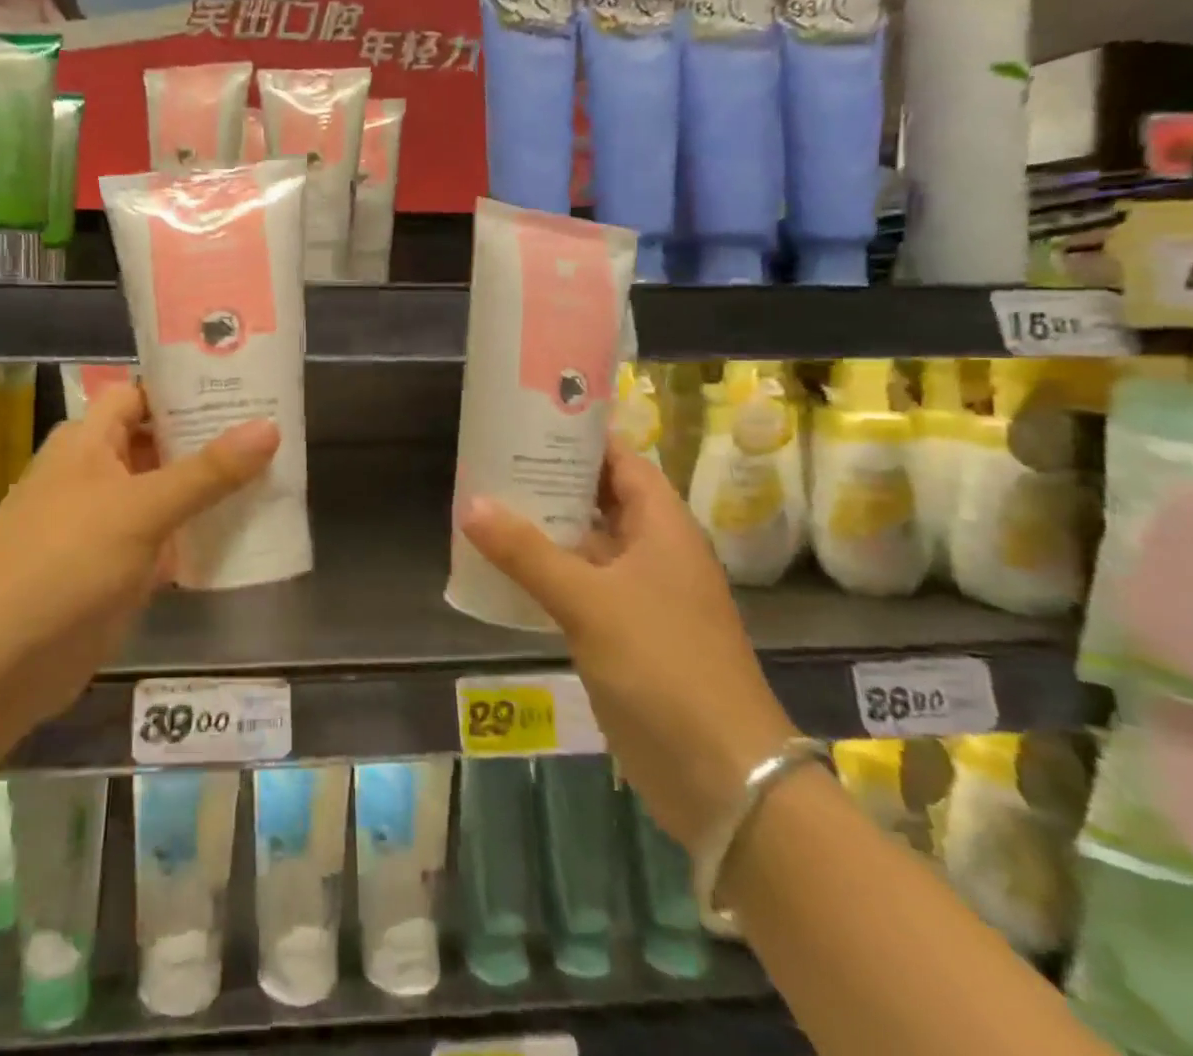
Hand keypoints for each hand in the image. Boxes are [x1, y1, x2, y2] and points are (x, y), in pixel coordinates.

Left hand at [0, 384, 279, 747]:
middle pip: (161, 444)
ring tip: (277, 476)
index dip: (188, 387)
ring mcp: (107, 525)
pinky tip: (248, 536)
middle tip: (276, 429)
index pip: (143, 395)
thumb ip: (207, 471)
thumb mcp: (140, 508)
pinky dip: (200, 539)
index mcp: (89, 441)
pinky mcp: (117, 572)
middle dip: (211, 440)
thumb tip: (270, 426)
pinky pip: (167, 543)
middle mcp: (96, 474)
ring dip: (211, 491)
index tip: (244, 382)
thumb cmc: (62, 562)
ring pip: (168, 496)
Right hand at [460, 443, 796, 849]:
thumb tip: (470, 503)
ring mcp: (640, 595)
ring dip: (544, 527)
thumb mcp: (589, 602)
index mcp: (663, 527)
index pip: (621, 461)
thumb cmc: (664, 666)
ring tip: (486, 501)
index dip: (581, 436)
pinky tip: (502, 567)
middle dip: (551, 479)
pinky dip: (545, 572)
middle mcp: (654, 552)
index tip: (530, 418)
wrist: (721, 775)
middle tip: (494, 458)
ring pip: (586, 544)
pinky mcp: (624, 634)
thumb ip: (527, 552)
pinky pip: (579, 586)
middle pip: (600, 498)